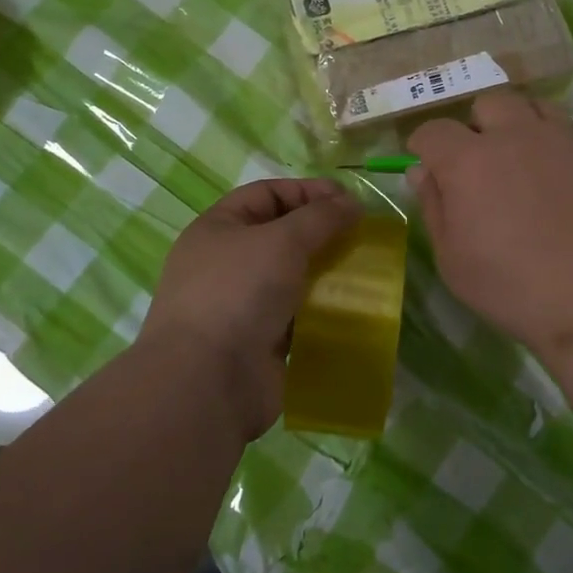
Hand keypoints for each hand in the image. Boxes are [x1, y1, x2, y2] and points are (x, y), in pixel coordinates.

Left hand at [139, 177, 361, 438]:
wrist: (208, 381)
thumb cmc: (238, 292)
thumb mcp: (282, 240)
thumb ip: (320, 217)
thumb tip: (352, 204)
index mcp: (218, 228)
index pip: (267, 194)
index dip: (308, 191)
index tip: (349, 201)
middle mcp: (226, 263)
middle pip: (281, 235)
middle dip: (321, 233)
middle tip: (362, 236)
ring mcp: (241, 304)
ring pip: (292, 277)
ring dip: (326, 272)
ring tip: (363, 271)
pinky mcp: (259, 341)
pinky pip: (297, 315)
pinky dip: (322, 310)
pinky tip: (351, 308)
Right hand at [409, 92, 572, 368]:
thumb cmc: (513, 287)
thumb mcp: (452, 259)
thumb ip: (433, 207)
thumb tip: (421, 171)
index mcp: (468, 160)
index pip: (433, 130)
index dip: (425, 146)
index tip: (429, 166)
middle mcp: (513, 133)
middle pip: (487, 103)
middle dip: (478, 126)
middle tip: (483, 162)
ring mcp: (562, 136)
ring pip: (534, 105)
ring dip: (522, 125)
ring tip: (527, 158)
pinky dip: (563, 140)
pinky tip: (567, 171)